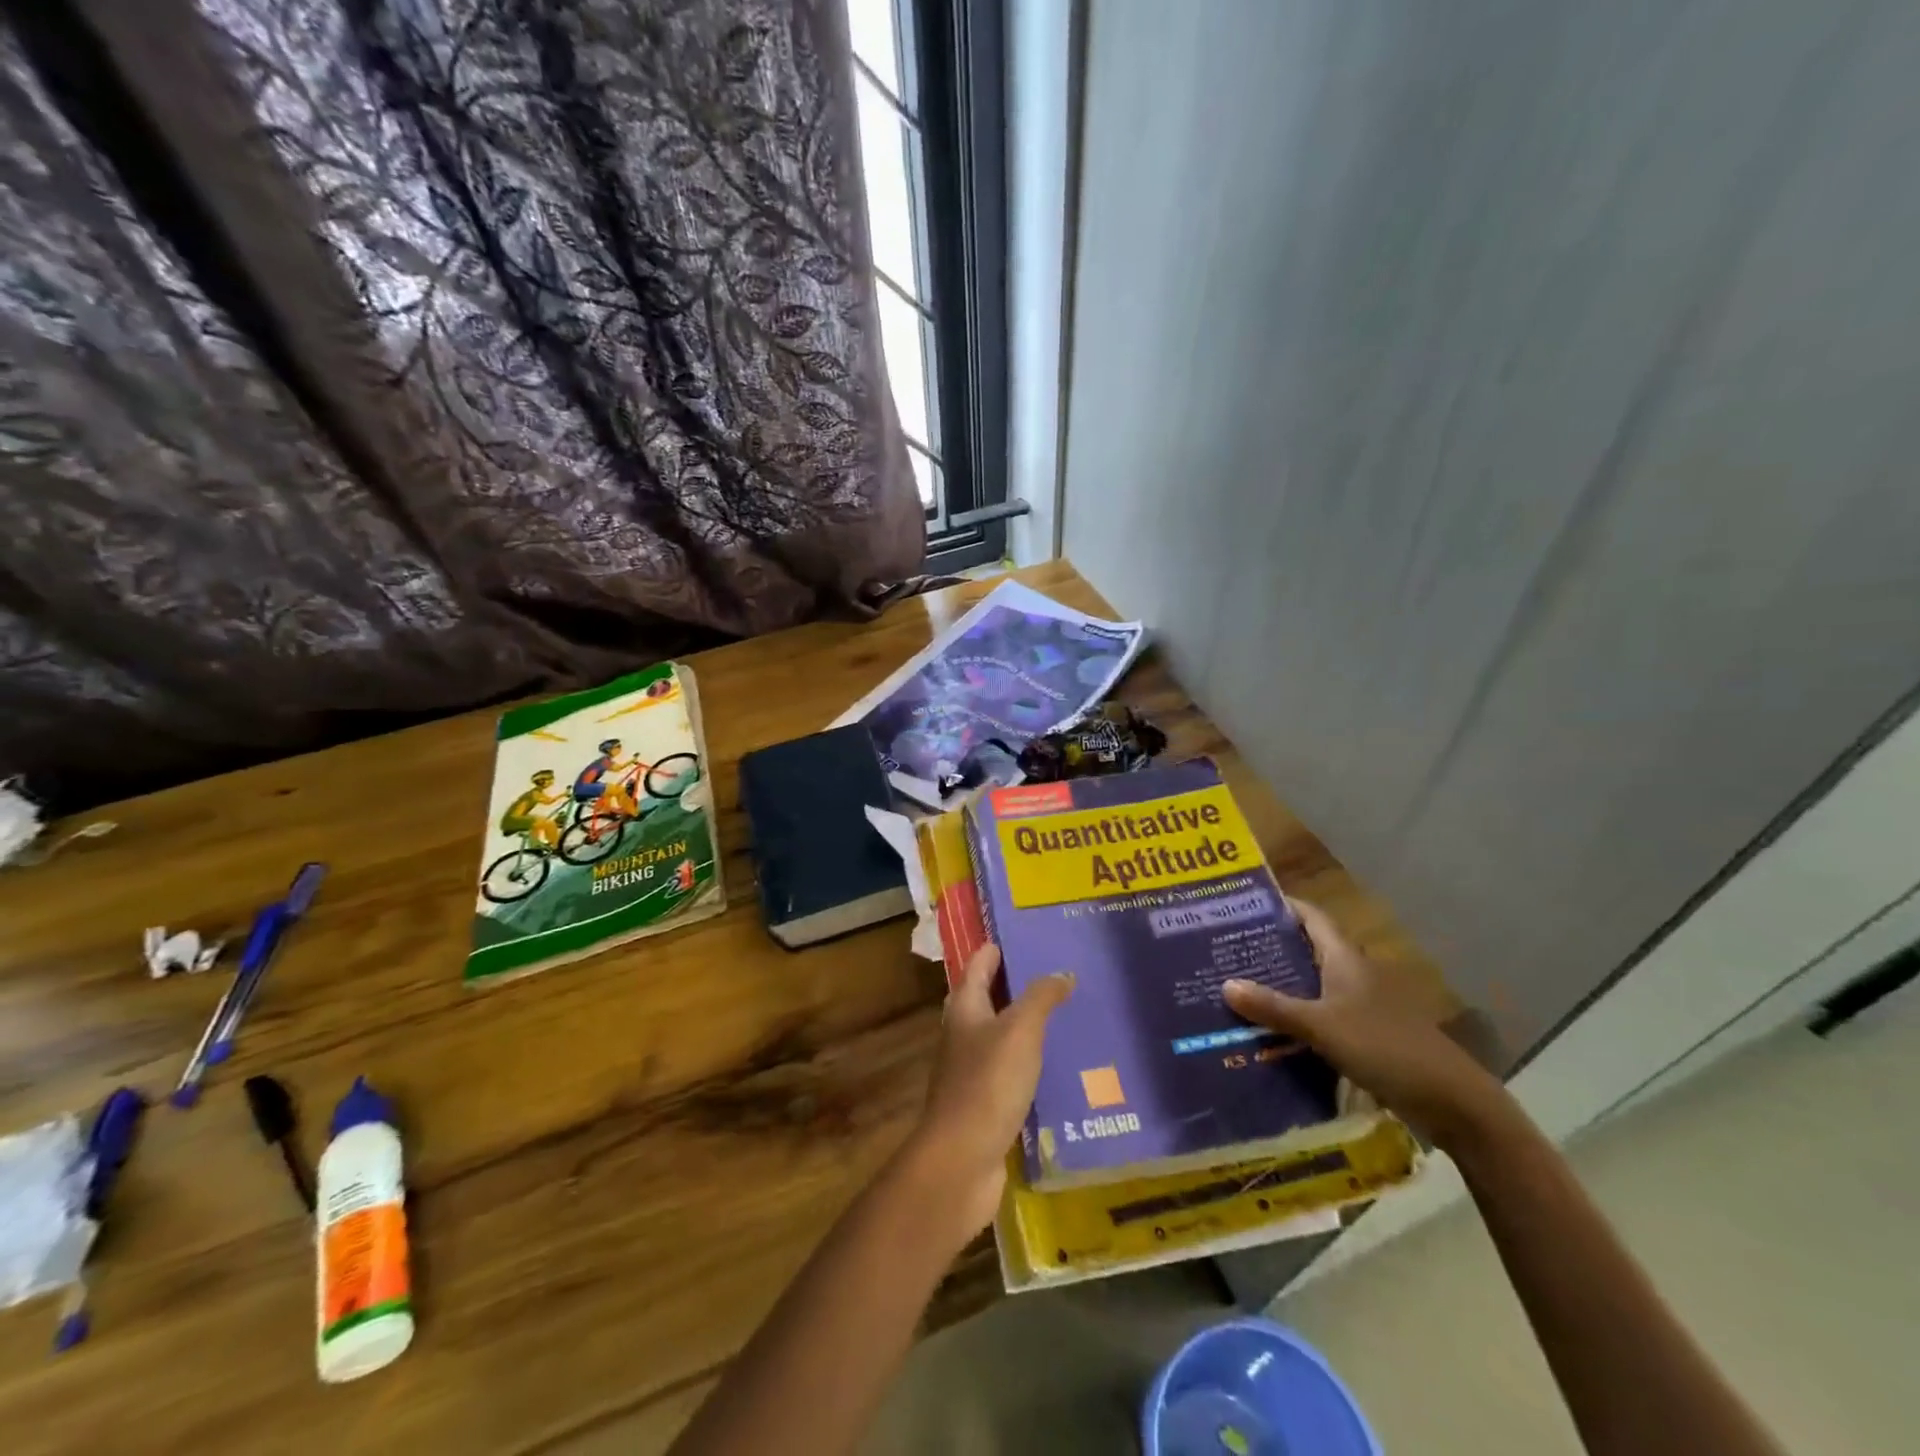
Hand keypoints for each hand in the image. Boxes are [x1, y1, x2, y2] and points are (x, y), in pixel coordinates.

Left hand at [899, 944, 1072, 1243]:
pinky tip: (1060, 1065)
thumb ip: (1041, 997)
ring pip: (1002, 1035)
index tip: (1027, 935)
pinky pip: (1011, 1070)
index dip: (998, 947)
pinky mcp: (985, 1102)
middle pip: (989, 997)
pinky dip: (1031, 1061)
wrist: (962, 1160)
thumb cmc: (987, 1083)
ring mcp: (971, 1069)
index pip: (979, 963)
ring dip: (1027, 1024)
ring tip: (1069, 1014)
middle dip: (1019, 984)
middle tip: (1060, 972)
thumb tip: (1062, 972)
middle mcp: (963, 1032)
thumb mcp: (1020, 1031)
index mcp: (964, 1007)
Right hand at [1224, 899, 1501, 1148]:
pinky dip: (1295, 1017)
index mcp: (1345, 959)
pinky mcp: (1364, 1035)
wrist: (1449, 1100)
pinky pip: (1320, 1015)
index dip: (1281, 906)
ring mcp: (1361, 1006)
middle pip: (1307, 950)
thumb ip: (1274, 1007)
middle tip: (1226, 948)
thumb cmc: (1385, 1047)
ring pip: (1312, 985)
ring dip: (1280, 985)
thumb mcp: (1322, 1027)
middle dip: (1270, 947)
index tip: (1244, 904)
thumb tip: (1225, 984)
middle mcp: (1353, 975)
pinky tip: (1268, 1030)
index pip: (1311, 917)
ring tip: (1237, 987)